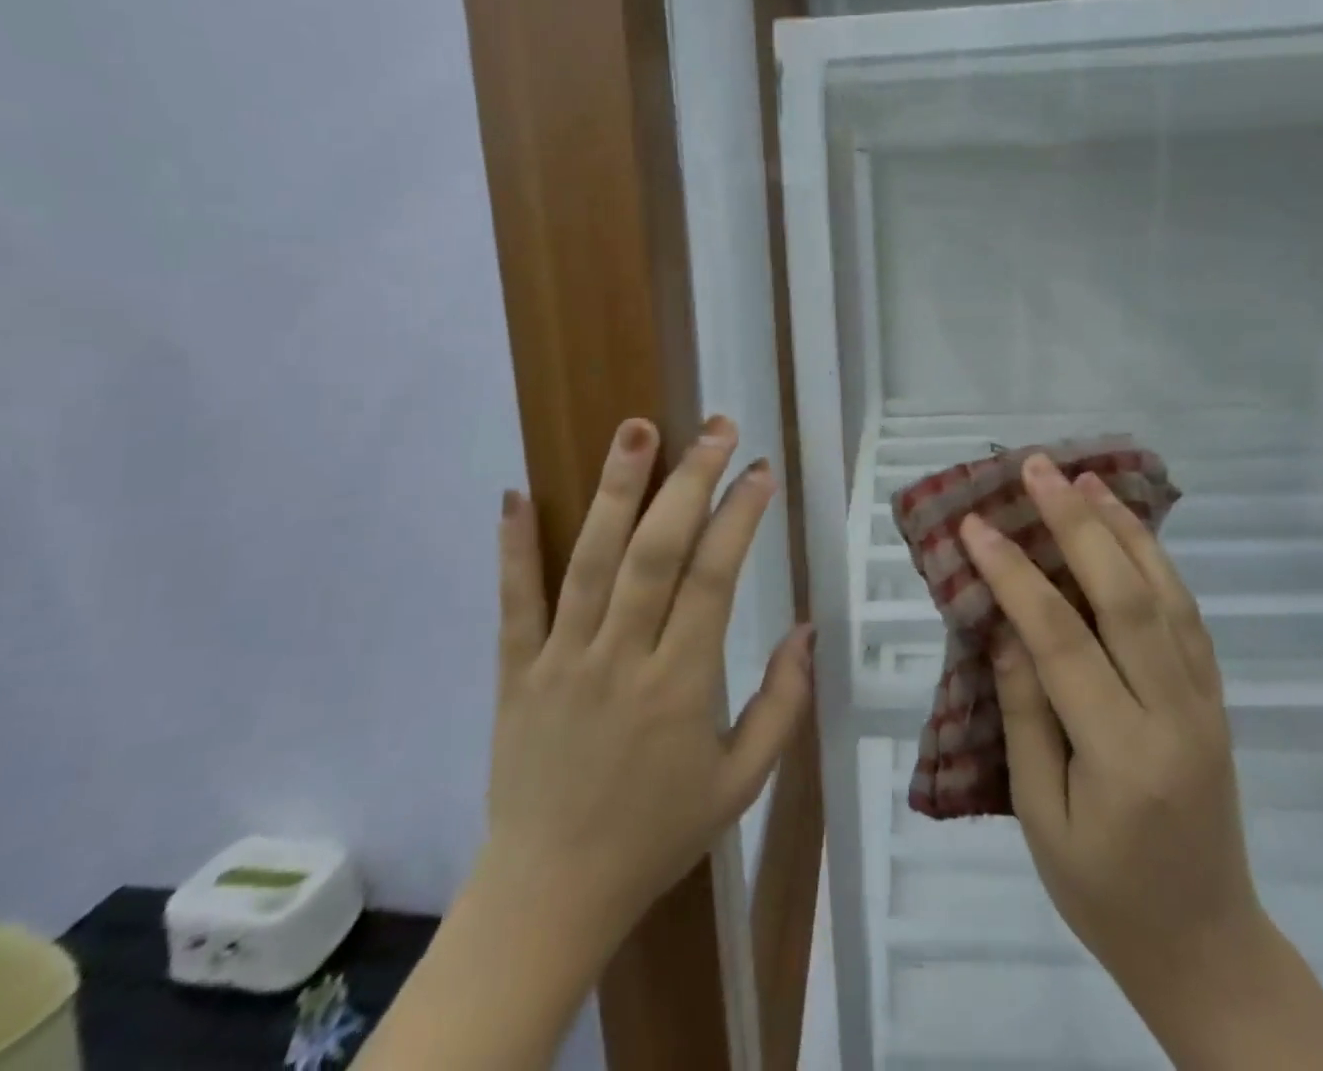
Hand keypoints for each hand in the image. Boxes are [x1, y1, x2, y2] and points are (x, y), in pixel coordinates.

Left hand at [481, 414, 813, 950]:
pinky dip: (514, 547)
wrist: (551, 895)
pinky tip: (516, 492)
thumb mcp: (741, 783)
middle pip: (656, 553)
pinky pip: (514, 603)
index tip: (759, 470)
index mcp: (680, 686)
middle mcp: (621, 659)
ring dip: (614, 490)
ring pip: (590, 562)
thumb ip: (782, 704)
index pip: (714, 579)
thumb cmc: (657, 834)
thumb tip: (808, 628)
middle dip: (688, 481)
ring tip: (634, 428)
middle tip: (713, 427)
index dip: (740, 517)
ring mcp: (562, 660)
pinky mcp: (517, 671)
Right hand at [963, 457, 1322, 1068]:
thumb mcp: (1041, 815)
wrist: (1208, 947)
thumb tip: (1006, 627)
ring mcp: (1205, 701)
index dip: (1015, 575)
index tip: (975, 527)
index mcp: (1122, 754)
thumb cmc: (1105, 894)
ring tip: (1085, 478)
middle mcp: (1174, 714)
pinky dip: (1157, 560)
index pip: (1061, 641)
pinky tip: (1129, 528)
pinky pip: (1187, 614)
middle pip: (1126, 597)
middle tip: (1038, 468)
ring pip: (1167, 594)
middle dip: (1077, 524)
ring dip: (1124, 528)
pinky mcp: (1214, 696)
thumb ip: (1025, 714)